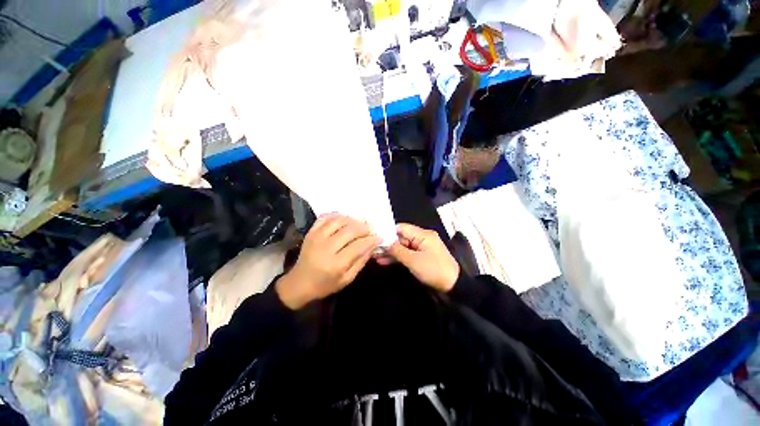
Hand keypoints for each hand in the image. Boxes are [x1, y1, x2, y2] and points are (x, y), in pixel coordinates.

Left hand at [276, 214, 380, 309]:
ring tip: (359, 224)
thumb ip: (361, 262)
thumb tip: (372, 245)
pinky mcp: (310, 232)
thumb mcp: (347, 279)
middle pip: (349, 230)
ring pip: (338, 221)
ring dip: (352, 220)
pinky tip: (344, 219)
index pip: (358, 246)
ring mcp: (316, 238)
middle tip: (370, 229)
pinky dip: (336, 215)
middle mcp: (326, 248)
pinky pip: (325, 217)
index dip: (371, 240)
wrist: (299, 283)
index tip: (379, 237)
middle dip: (363, 227)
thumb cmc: (325, 285)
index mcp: (335, 264)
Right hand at [378, 223, 459, 292]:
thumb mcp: (413, 261)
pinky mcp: (420, 257)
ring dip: (390, 252)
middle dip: (387, 244)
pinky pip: (406, 254)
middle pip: (401, 238)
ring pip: (402, 247)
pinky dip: (397, 258)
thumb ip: (397, 250)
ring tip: (375, 256)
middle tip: (372, 249)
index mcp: (422, 234)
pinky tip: (384, 261)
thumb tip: (384, 243)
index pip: (401, 228)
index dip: (388, 232)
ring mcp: (421, 248)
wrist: (453, 286)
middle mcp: (421, 238)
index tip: (375, 237)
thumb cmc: (433, 270)